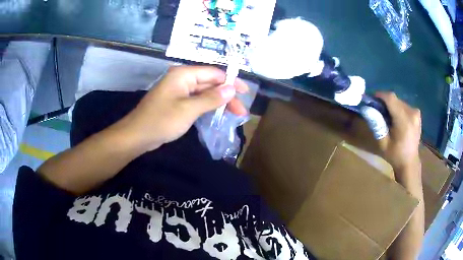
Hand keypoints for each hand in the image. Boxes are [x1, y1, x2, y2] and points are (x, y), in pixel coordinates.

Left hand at [117, 66, 248, 150]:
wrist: (137, 136)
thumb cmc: (162, 120)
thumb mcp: (189, 109)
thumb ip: (211, 98)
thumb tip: (232, 89)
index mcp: (184, 74)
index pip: (213, 73)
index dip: (231, 82)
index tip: (245, 93)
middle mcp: (182, 79)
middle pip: (210, 83)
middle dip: (227, 95)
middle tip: (241, 111)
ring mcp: (179, 91)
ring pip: (204, 93)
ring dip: (219, 102)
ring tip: (234, 114)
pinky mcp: (177, 102)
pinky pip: (196, 101)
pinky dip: (208, 107)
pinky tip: (218, 114)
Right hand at [376, 92, 421, 173]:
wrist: (409, 162)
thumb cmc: (395, 155)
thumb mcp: (383, 143)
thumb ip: (376, 124)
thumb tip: (367, 108)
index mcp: (404, 121)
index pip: (391, 98)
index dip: (380, 95)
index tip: (372, 99)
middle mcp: (412, 113)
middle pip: (395, 99)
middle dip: (385, 102)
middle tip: (378, 111)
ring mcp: (416, 113)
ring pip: (399, 101)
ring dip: (391, 106)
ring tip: (387, 117)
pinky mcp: (417, 114)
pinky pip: (404, 106)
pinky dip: (398, 109)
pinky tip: (396, 119)